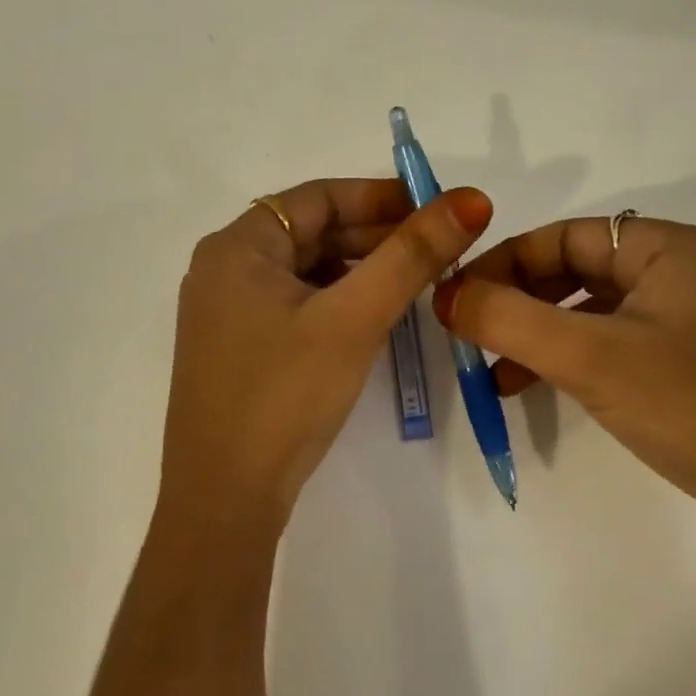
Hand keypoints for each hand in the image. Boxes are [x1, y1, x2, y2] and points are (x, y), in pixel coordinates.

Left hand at [160, 178, 492, 542]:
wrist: (224, 499)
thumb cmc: (285, 394)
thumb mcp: (353, 318)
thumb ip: (412, 255)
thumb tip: (471, 199)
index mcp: (237, 245)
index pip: (318, 197)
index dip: (380, 197)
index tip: (436, 211)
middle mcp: (225, 268)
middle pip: (312, 232)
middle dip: (376, 236)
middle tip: (438, 250)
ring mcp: (228, 311)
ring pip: (306, 270)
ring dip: (360, 270)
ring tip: (418, 281)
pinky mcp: (239, 347)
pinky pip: (296, 304)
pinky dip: (337, 301)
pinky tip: (375, 316)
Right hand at [434, 215, 695, 607]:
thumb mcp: (590, 356)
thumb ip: (507, 318)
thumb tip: (443, 294)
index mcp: (670, 248)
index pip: (566, 234)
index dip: (506, 260)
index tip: (459, 297)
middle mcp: (683, 275)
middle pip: (576, 271)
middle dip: (519, 301)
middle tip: (471, 335)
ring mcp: (690, 327)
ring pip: (590, 313)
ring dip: (537, 336)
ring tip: (493, 373)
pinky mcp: (691, 373)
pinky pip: (612, 349)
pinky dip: (568, 362)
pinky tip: (535, 391)